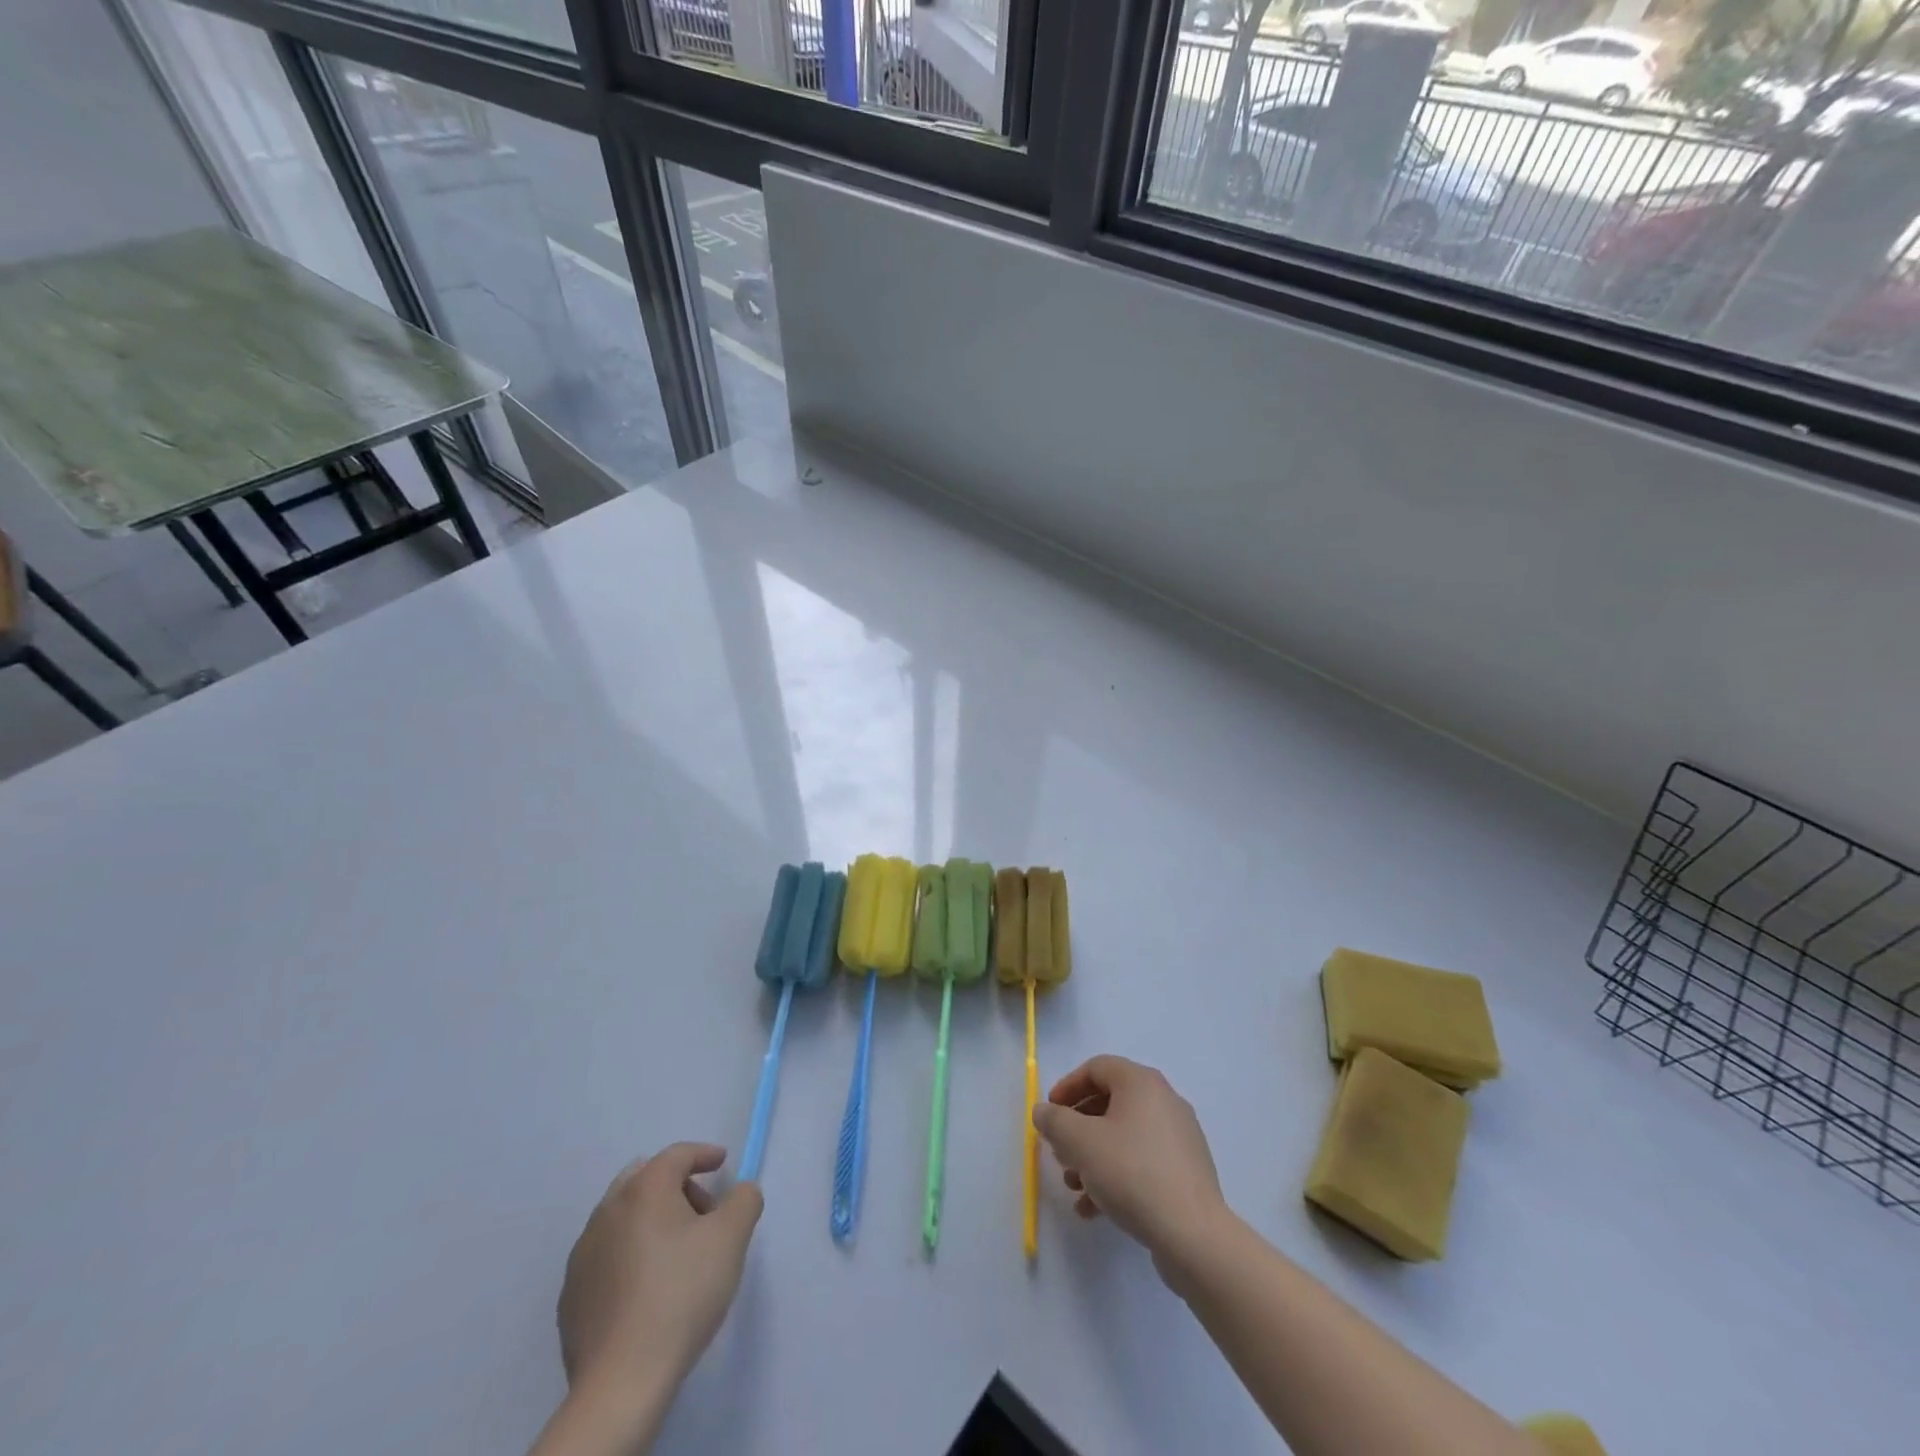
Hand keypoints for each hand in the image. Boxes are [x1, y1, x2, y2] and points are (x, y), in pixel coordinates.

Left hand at [557, 1144, 762, 1393]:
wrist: (622, 1380)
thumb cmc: (682, 1293)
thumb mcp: (732, 1238)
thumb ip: (744, 1200)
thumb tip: (740, 1192)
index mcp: (644, 1190)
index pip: (677, 1155)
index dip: (704, 1154)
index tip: (722, 1163)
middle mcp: (608, 1211)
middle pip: (644, 1179)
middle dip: (675, 1186)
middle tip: (702, 1213)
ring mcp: (583, 1254)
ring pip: (622, 1217)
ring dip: (650, 1220)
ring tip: (675, 1254)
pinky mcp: (571, 1295)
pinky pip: (606, 1256)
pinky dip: (628, 1255)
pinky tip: (646, 1289)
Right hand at [1031, 1056, 1228, 1278]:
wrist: (1193, 1235)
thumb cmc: (1132, 1173)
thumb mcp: (1081, 1143)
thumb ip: (1055, 1121)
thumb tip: (1043, 1111)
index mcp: (1142, 1083)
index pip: (1097, 1068)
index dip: (1067, 1087)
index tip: (1049, 1112)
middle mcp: (1164, 1101)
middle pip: (1110, 1103)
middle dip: (1078, 1128)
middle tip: (1059, 1151)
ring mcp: (1179, 1138)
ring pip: (1124, 1136)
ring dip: (1092, 1157)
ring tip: (1073, 1186)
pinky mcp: (1185, 1172)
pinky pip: (1142, 1162)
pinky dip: (1115, 1176)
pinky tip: (1094, 1208)